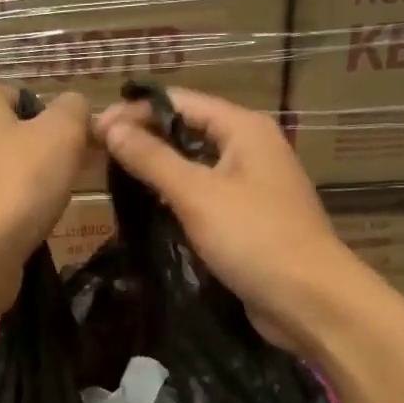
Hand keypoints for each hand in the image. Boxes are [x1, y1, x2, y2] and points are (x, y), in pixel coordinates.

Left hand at [0, 82, 92, 314]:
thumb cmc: (16, 186)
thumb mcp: (64, 135)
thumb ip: (75, 110)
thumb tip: (75, 106)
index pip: (21, 98)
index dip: (50, 126)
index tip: (67, 156)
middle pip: (2, 136)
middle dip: (29, 157)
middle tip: (55, 184)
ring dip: (10, 188)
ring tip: (33, 212)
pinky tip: (6, 232)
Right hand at [96, 89, 364, 352]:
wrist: (308, 300)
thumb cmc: (255, 238)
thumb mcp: (197, 194)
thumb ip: (152, 159)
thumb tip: (110, 126)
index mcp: (245, 129)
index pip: (181, 102)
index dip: (136, 112)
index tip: (94, 130)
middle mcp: (252, 149)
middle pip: (190, 131)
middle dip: (146, 140)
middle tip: (99, 156)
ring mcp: (253, 186)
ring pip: (197, 167)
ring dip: (161, 171)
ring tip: (115, 180)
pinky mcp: (250, 220)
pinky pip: (207, 198)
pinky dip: (179, 200)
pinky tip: (151, 211)